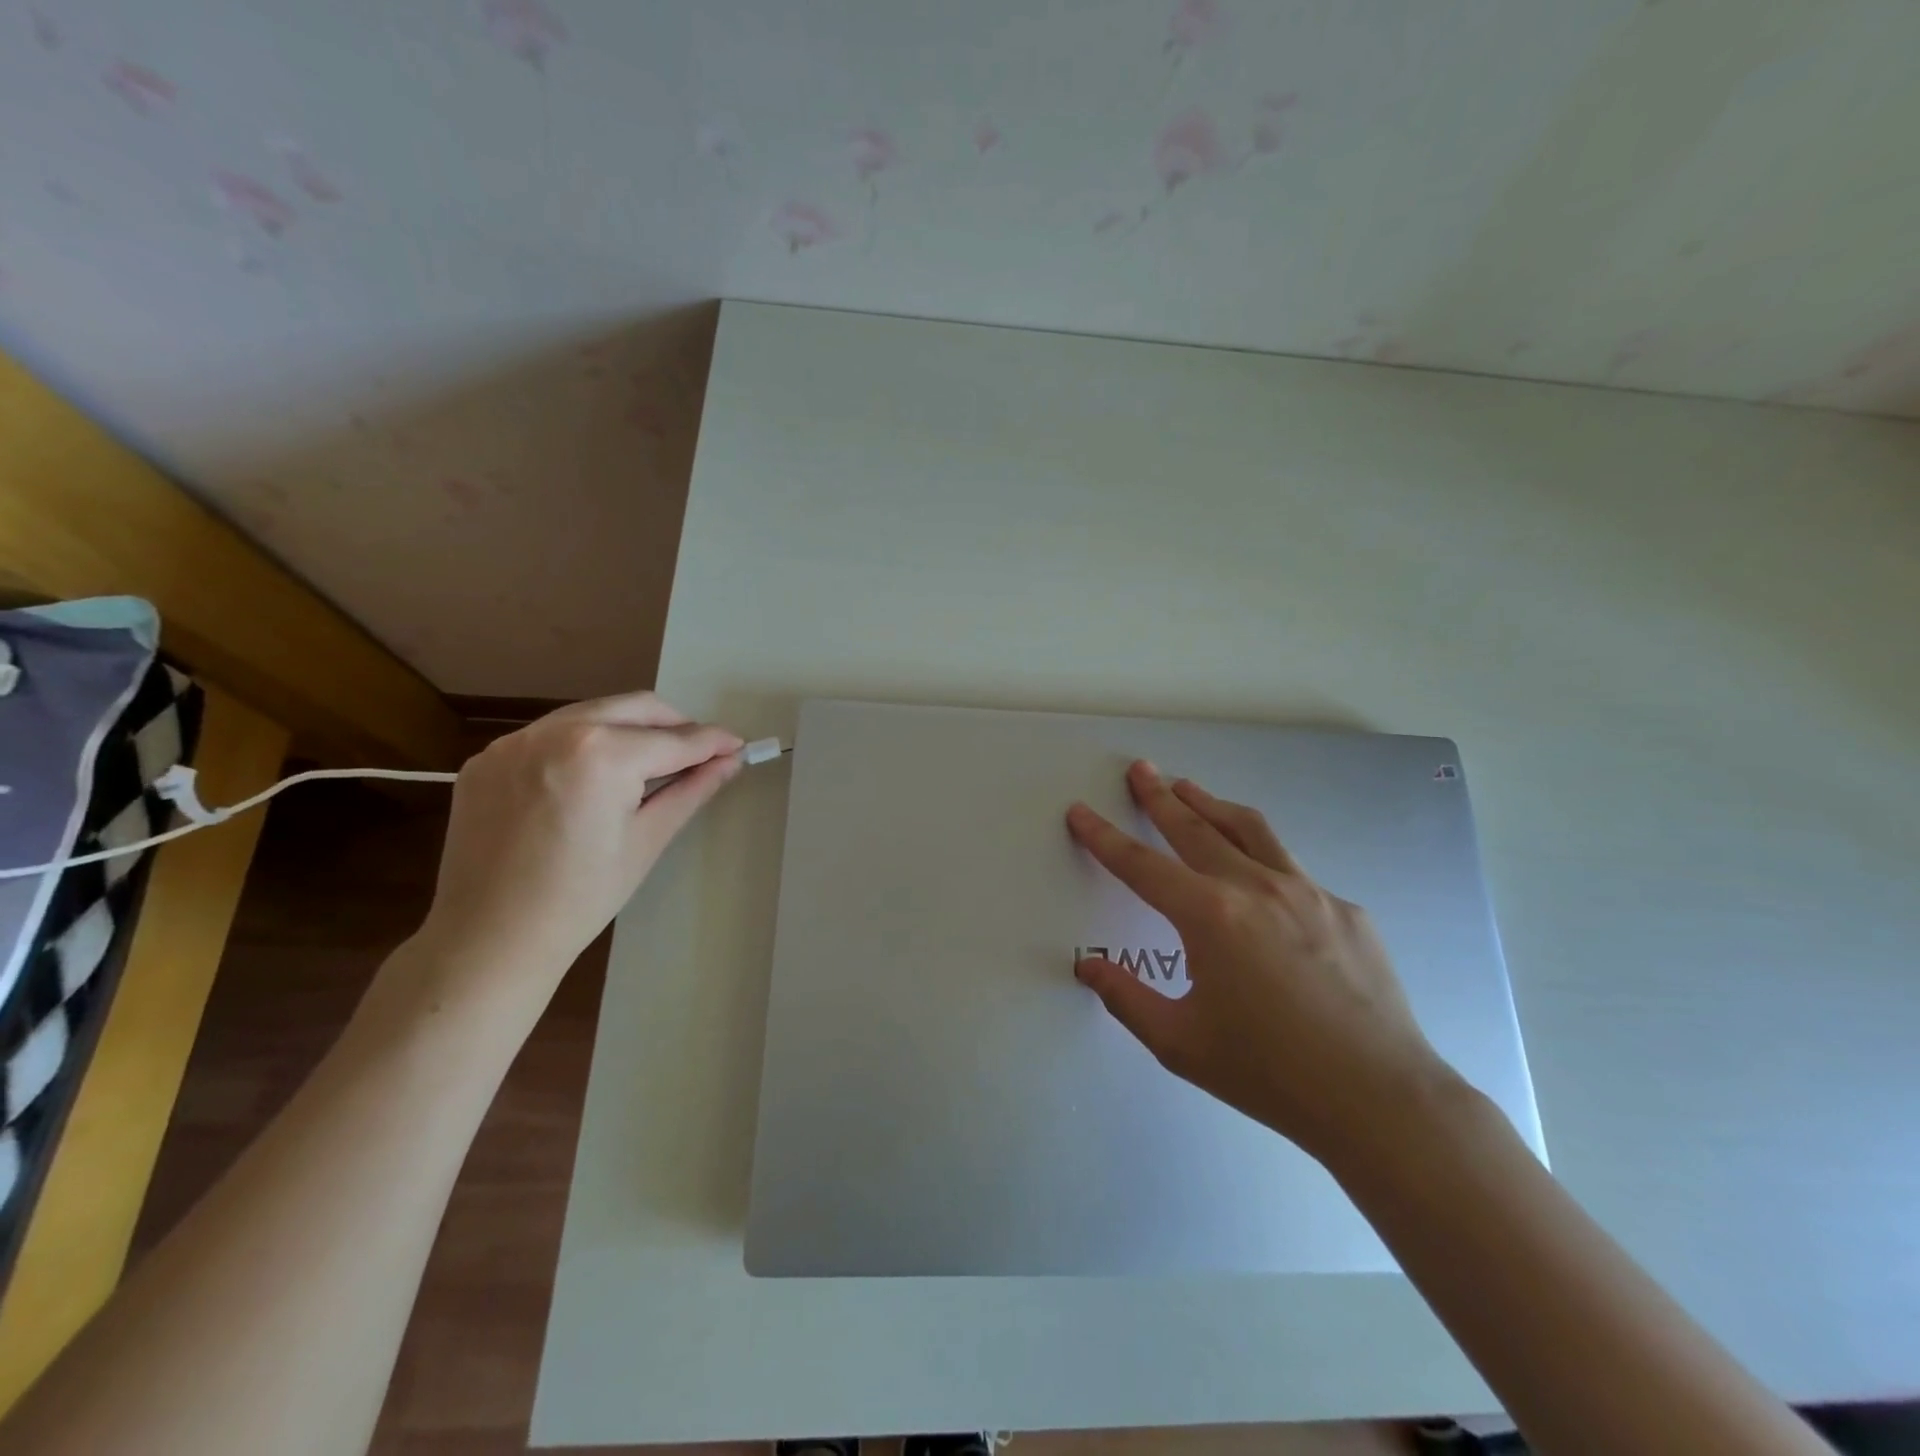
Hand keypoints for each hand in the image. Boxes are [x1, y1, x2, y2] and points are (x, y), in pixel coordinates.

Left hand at [412, 692, 742, 1012]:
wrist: (488, 938)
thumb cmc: (581, 898)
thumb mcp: (647, 841)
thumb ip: (691, 790)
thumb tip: (729, 761)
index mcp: (601, 755)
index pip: (674, 739)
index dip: (712, 742)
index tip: (737, 745)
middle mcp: (555, 731)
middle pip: (635, 708)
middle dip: (674, 725)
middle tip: (698, 754)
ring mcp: (514, 742)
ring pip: (592, 714)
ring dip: (629, 729)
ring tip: (647, 766)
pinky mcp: (488, 758)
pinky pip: (550, 735)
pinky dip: (582, 745)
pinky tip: (590, 781)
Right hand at [1066, 761, 1454, 1164]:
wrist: (1382, 1099)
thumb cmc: (1270, 1073)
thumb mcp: (1180, 1043)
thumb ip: (1126, 998)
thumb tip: (1087, 967)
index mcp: (1210, 916)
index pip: (1141, 865)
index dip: (1103, 837)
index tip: (1081, 810)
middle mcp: (1256, 888)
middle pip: (1195, 828)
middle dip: (1160, 796)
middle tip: (1140, 769)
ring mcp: (1307, 892)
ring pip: (1249, 829)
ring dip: (1211, 804)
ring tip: (1189, 787)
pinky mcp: (1345, 909)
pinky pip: (1292, 870)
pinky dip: (1260, 856)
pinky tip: (1258, 877)